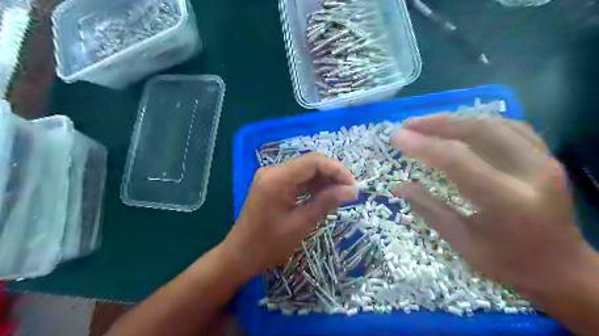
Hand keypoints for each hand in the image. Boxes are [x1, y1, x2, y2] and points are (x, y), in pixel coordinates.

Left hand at [222, 153, 357, 278]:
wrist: (239, 256)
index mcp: (277, 179)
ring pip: (305, 171)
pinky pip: (297, 180)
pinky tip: (325, 196)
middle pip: (310, 164)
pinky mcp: (272, 185)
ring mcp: (272, 177)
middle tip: (350, 192)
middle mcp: (273, 171)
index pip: (313, 162)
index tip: (353, 186)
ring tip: (342, 195)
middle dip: (332, 175)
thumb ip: (326, 203)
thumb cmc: (268, 245)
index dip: (337, 170)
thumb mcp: (301, 224)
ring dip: (324, 181)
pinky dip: (313, 187)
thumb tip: (352, 190)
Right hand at [391, 114, 596, 296]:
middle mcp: (531, 172)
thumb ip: (428, 209)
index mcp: (507, 200)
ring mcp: (544, 161)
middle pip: (479, 131)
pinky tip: (459, 127)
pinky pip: (510, 127)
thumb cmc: (508, 263)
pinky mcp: (547, 158)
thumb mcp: (462, 242)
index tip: (396, 138)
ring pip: (495, 123)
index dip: (422, 145)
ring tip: (427, 124)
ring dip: (456, 120)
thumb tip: (398, 186)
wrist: (563, 269)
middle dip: (438, 124)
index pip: (457, 160)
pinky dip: (478, 123)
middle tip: (408, 125)